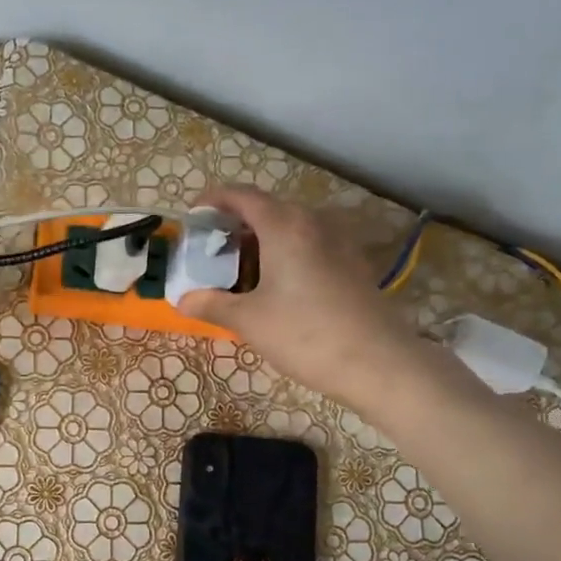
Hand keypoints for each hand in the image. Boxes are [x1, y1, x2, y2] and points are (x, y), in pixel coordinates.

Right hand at [178, 186, 430, 408]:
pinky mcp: (353, 264)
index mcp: (284, 227)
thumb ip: (212, 305)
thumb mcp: (249, 322)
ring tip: (240, 269)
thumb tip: (182, 300)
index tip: (193, 213)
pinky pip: (310, 245)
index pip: (243, 197)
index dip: (214, 200)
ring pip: (291, 228)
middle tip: (211, 250)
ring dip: (262, 240)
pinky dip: (286, 253)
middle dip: (236, 224)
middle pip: (268, 210)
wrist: (378, 363)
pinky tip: (276, 285)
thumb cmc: (305, 335)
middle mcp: (313, 224)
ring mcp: (339, 243)